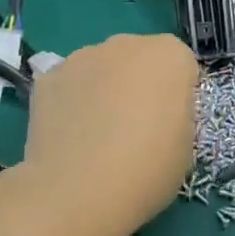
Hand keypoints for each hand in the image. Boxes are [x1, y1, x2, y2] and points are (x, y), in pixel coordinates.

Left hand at [17, 33, 198, 232]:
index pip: (180, 64)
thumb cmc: (147, 169)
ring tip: (95, 135)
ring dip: (102, 88)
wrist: (80, 191)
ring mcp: (82, 57)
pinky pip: (68, 84)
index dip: (176, 93)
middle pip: (138, 58)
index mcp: (169, 55)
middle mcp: (125, 44)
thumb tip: (158, 112)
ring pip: (100, 67)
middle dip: (138, 82)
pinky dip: (70, 101)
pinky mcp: (48, 77)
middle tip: (133, 127)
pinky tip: (68, 136)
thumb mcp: (186, 145)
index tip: (170, 122)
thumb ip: (176, 114)